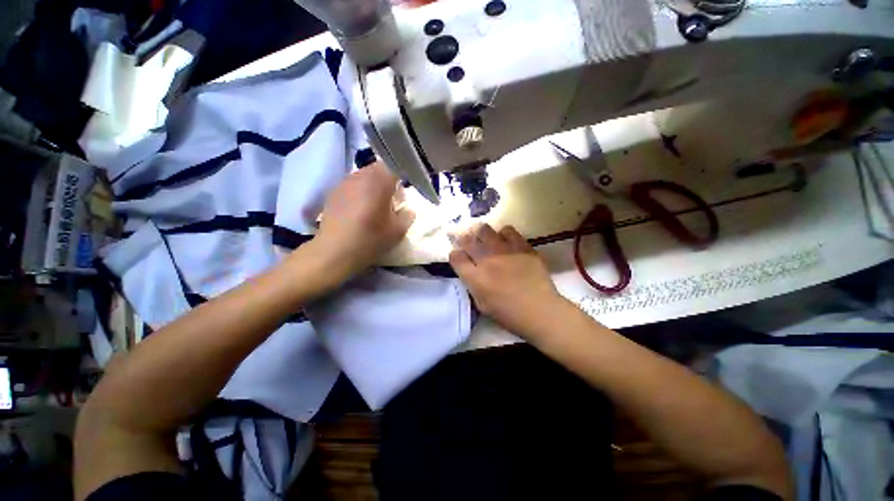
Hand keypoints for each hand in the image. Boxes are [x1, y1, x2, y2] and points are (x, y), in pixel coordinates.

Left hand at [316, 162, 413, 275]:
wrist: (334, 252)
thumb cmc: (370, 239)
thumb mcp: (398, 231)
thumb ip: (408, 216)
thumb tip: (407, 209)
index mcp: (379, 182)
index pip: (396, 166)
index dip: (404, 175)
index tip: (407, 189)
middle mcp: (360, 176)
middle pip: (379, 169)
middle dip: (389, 180)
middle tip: (393, 198)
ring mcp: (344, 182)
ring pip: (365, 175)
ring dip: (374, 185)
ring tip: (376, 204)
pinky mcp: (333, 192)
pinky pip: (352, 184)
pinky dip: (360, 191)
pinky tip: (360, 209)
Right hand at [449, 223, 565, 338]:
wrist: (540, 311)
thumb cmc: (509, 314)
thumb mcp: (482, 305)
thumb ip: (472, 285)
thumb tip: (469, 271)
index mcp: (475, 278)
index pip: (456, 257)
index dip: (455, 255)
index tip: (459, 256)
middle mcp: (487, 261)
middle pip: (468, 240)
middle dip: (464, 238)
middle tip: (467, 240)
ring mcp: (505, 251)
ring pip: (485, 230)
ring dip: (481, 233)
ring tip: (484, 237)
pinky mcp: (522, 247)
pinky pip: (508, 230)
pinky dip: (503, 233)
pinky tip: (505, 240)